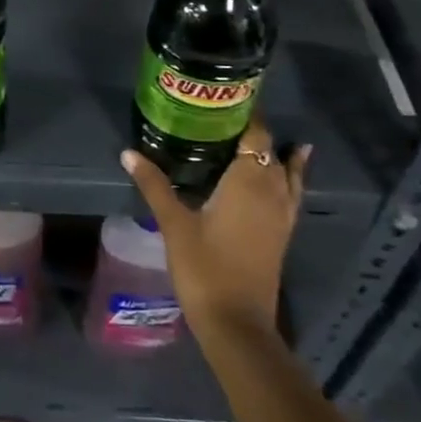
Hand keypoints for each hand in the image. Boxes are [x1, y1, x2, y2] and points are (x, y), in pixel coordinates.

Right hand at [120, 122, 308, 345]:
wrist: (236, 323)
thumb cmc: (204, 268)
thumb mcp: (174, 223)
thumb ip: (154, 185)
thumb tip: (129, 153)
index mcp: (249, 181)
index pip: (255, 135)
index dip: (245, 114)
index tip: (226, 97)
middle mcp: (272, 191)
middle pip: (270, 150)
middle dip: (253, 131)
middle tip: (224, 115)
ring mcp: (282, 215)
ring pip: (286, 172)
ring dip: (275, 153)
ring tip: (259, 135)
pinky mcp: (282, 234)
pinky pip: (291, 193)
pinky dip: (289, 176)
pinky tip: (282, 175)